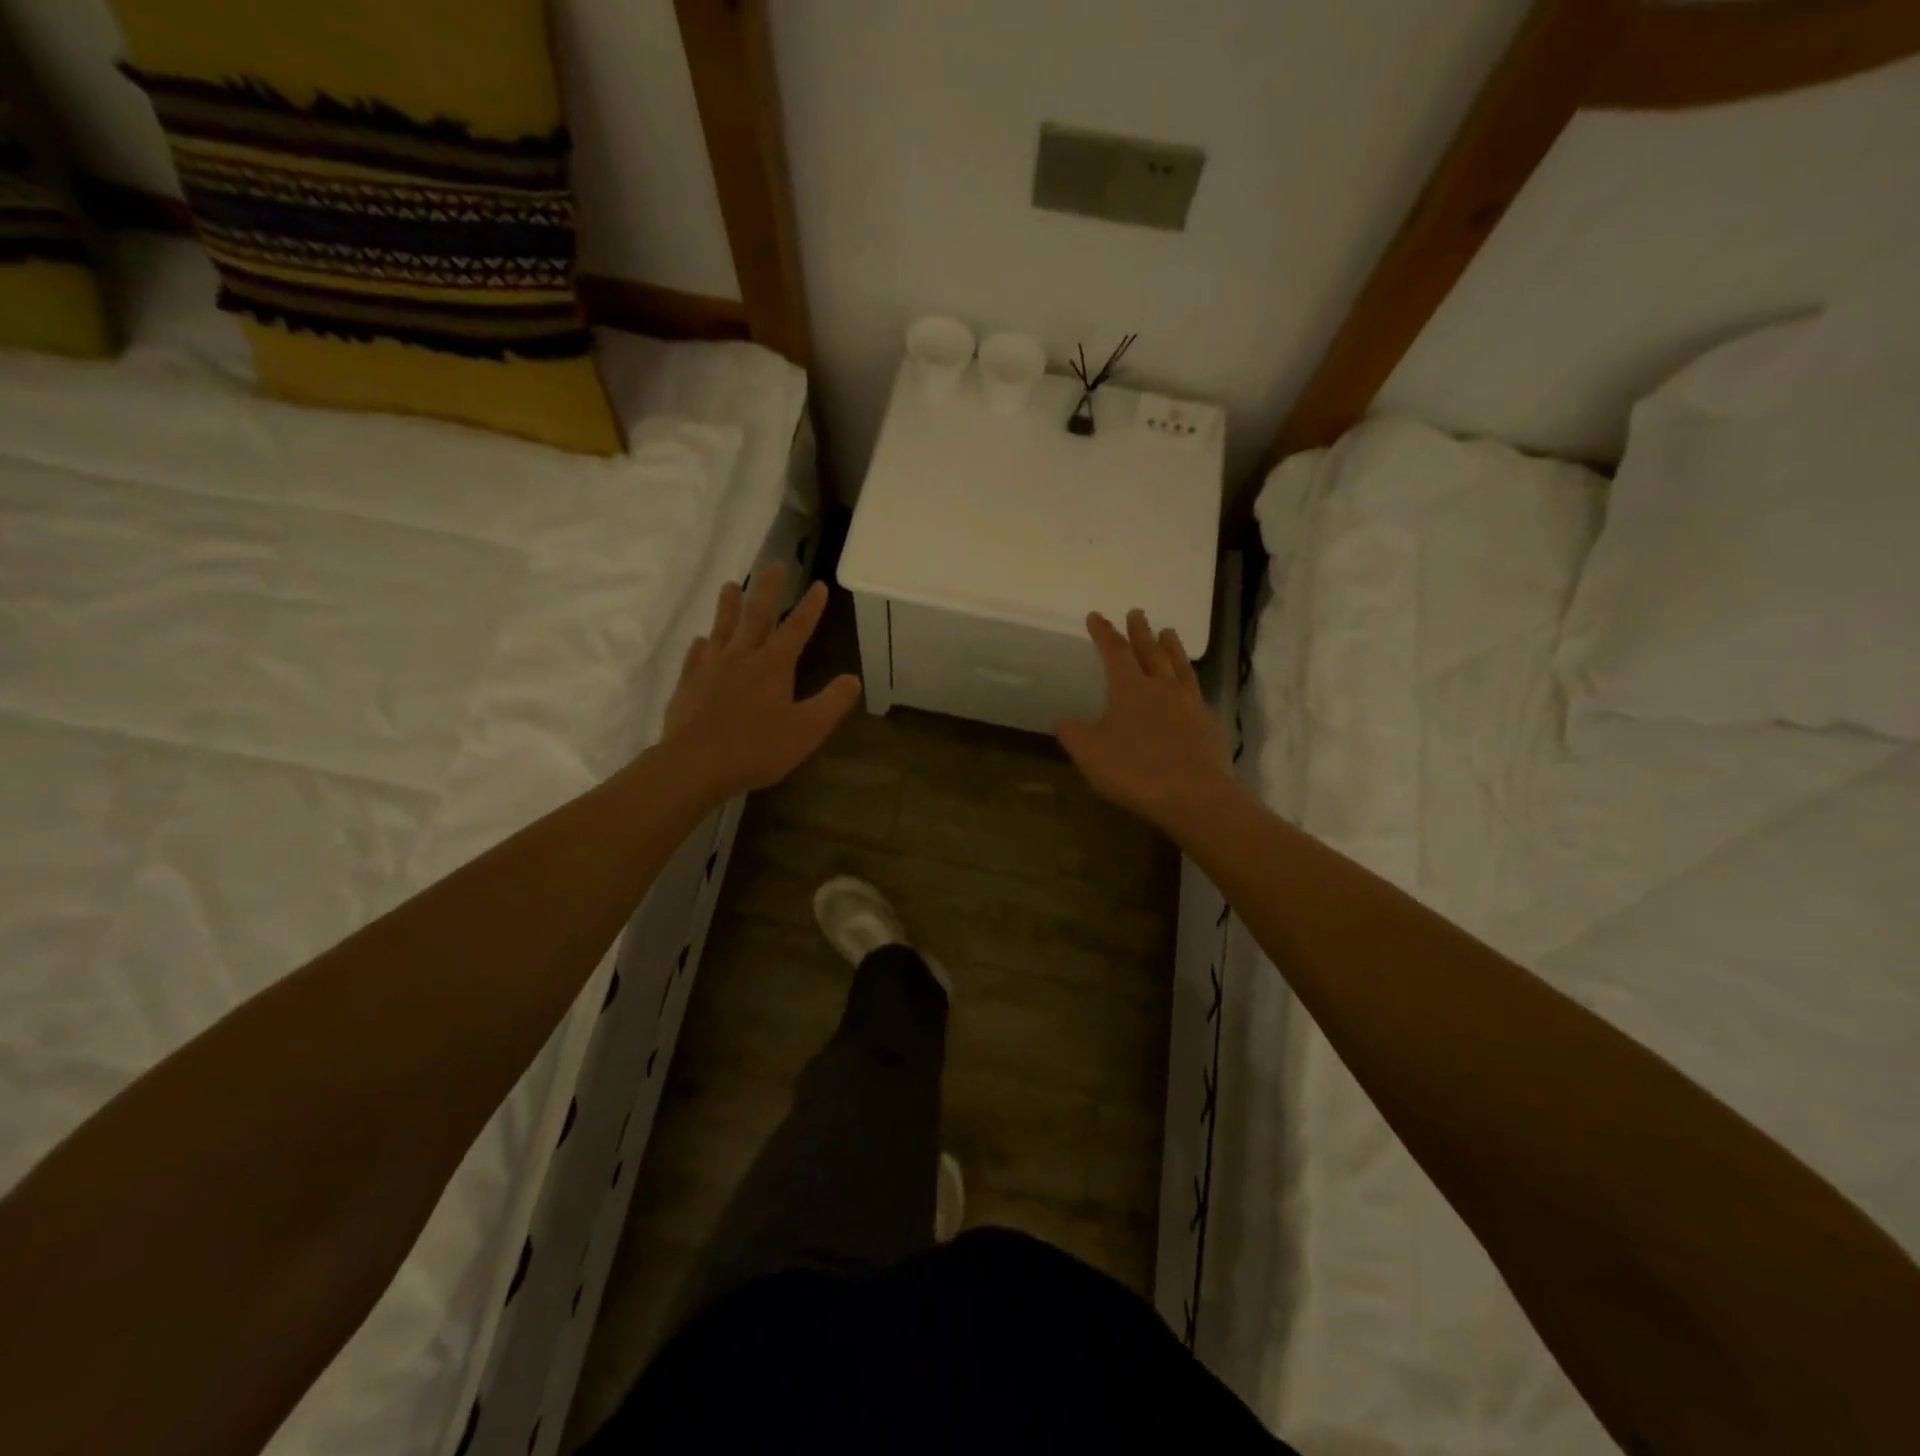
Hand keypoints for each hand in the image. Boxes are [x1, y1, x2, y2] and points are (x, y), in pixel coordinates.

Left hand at [661, 563, 860, 798]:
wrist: (695, 764)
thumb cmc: (757, 748)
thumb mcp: (807, 730)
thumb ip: (832, 702)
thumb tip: (853, 678)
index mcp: (773, 665)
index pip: (796, 629)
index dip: (810, 608)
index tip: (818, 585)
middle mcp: (742, 657)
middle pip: (756, 615)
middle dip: (768, 589)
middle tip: (774, 564)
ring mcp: (711, 668)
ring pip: (722, 628)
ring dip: (729, 605)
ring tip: (731, 584)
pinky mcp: (688, 684)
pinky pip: (696, 656)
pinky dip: (701, 644)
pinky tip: (700, 639)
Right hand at [1056, 609, 1239, 835]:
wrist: (1194, 795)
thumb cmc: (1134, 771)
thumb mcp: (1090, 754)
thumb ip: (1073, 733)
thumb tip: (1061, 719)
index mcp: (1130, 689)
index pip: (1115, 652)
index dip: (1104, 633)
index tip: (1097, 616)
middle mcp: (1161, 687)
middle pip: (1150, 651)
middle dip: (1140, 631)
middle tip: (1137, 613)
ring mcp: (1189, 703)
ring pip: (1179, 666)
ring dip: (1171, 647)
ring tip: (1169, 633)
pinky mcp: (1208, 723)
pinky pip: (1197, 692)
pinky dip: (1189, 682)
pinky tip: (1189, 687)